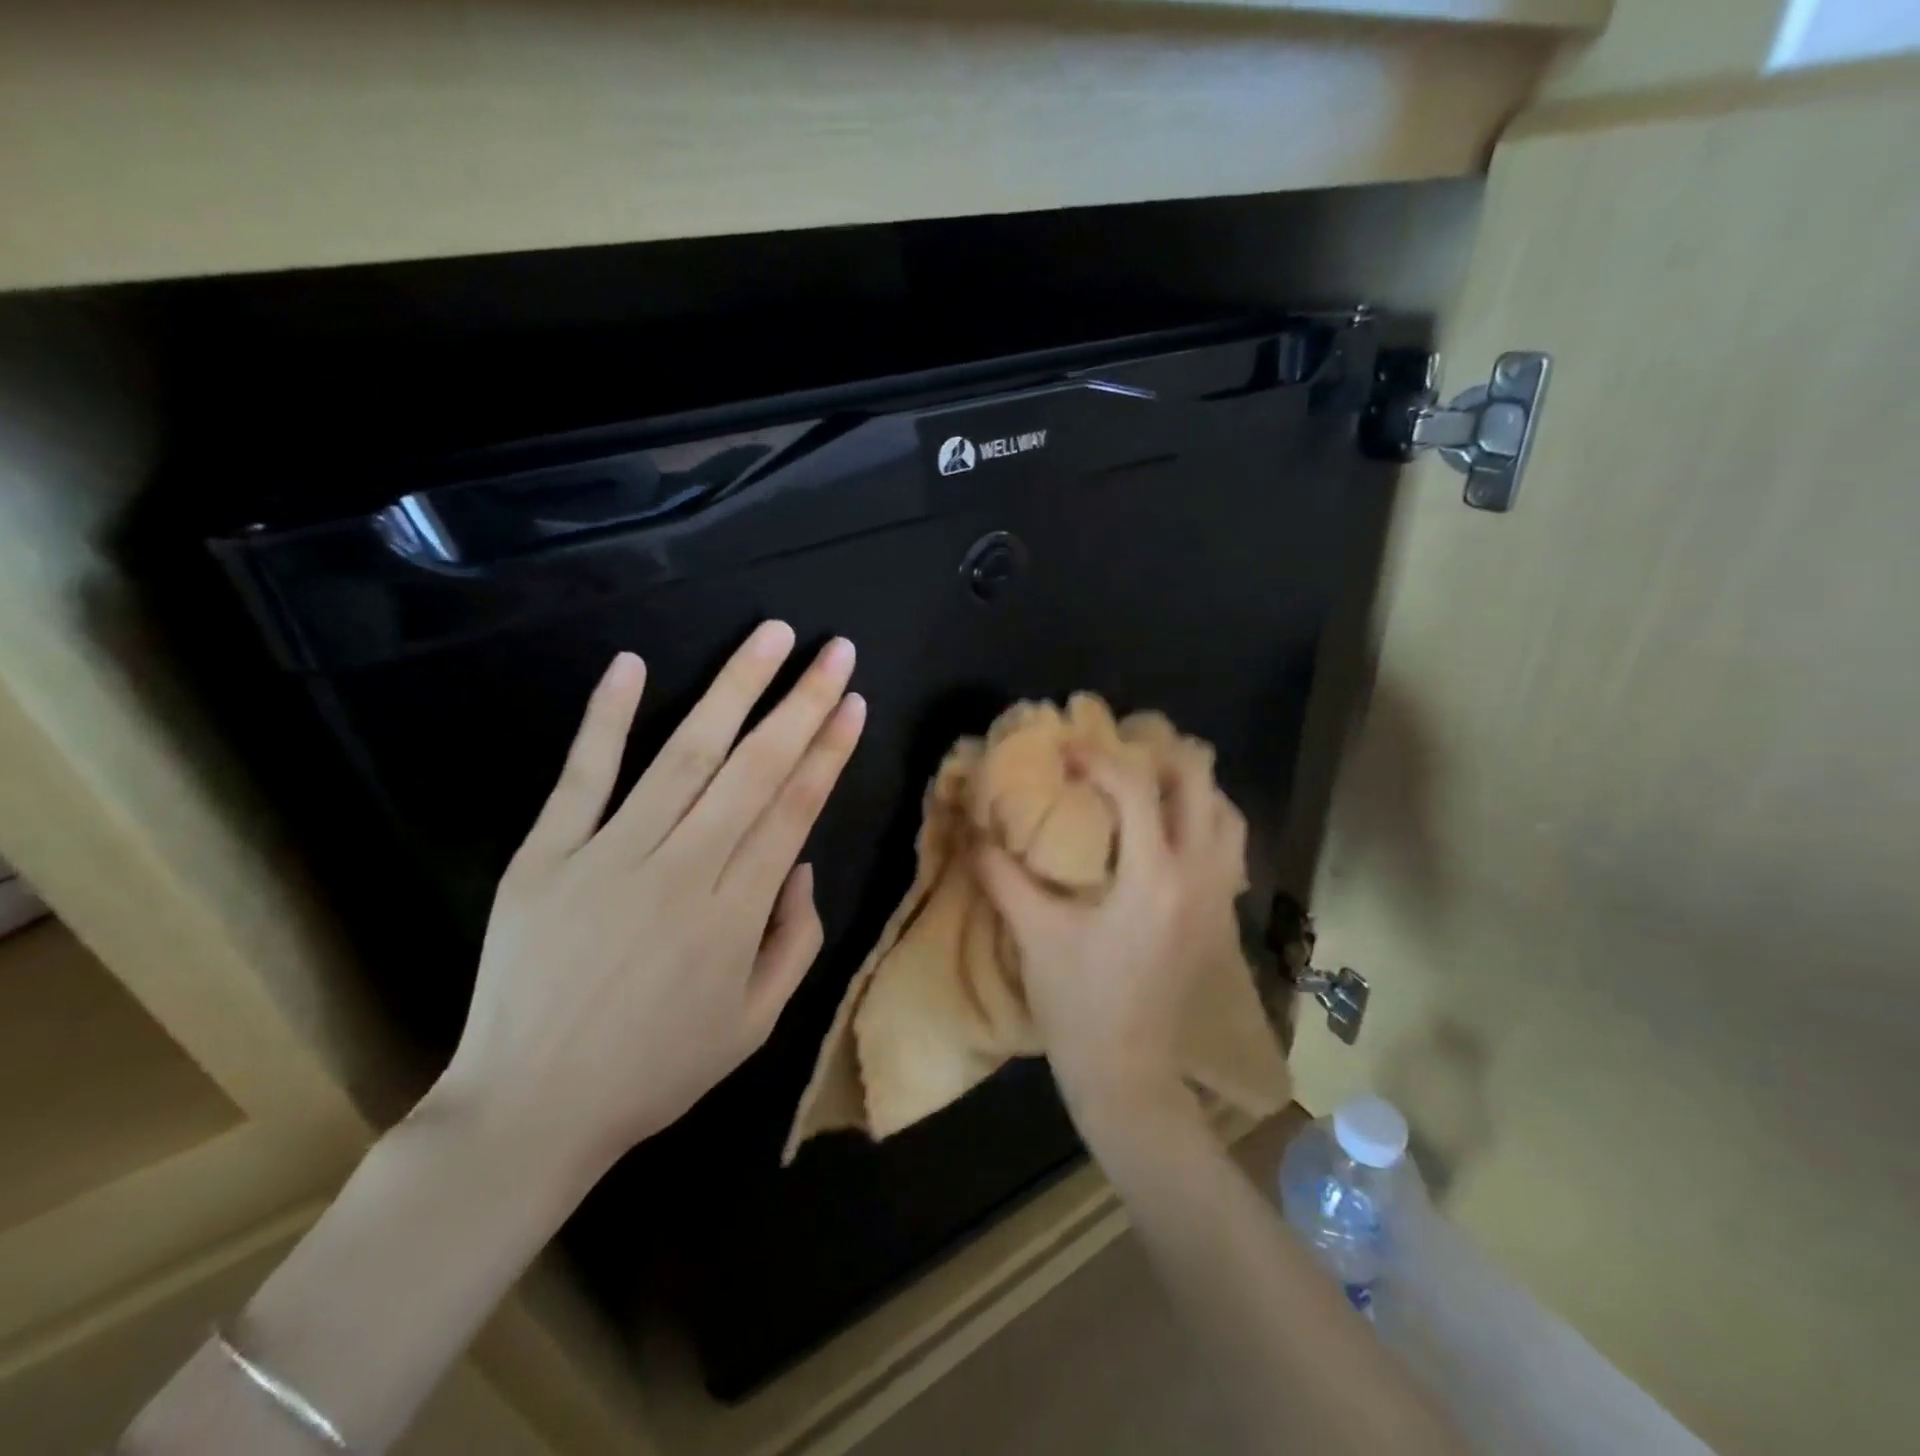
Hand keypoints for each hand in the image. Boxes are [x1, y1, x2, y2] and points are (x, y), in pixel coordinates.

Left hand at [428, 621, 865, 1185]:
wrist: (529, 1111)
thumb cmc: (655, 1071)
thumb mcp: (756, 1025)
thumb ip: (795, 942)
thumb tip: (801, 864)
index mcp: (736, 913)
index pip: (795, 808)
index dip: (829, 750)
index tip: (853, 702)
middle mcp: (682, 869)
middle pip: (754, 767)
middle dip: (801, 701)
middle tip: (833, 650)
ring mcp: (609, 855)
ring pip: (684, 754)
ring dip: (733, 688)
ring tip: (771, 636)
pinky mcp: (546, 855)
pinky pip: (582, 775)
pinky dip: (607, 717)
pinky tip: (633, 664)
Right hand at [977, 747, 1247, 1125]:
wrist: (1127, 1073)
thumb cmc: (1078, 1004)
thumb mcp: (1034, 935)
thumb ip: (1002, 876)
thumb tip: (973, 831)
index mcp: (1153, 878)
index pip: (1137, 789)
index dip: (1100, 758)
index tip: (1068, 750)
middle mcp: (1198, 877)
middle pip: (1202, 788)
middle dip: (1164, 757)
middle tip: (1123, 751)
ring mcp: (1218, 899)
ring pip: (1228, 818)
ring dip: (1194, 790)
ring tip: (1153, 784)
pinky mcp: (1221, 920)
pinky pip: (1229, 850)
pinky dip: (1206, 824)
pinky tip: (1170, 835)